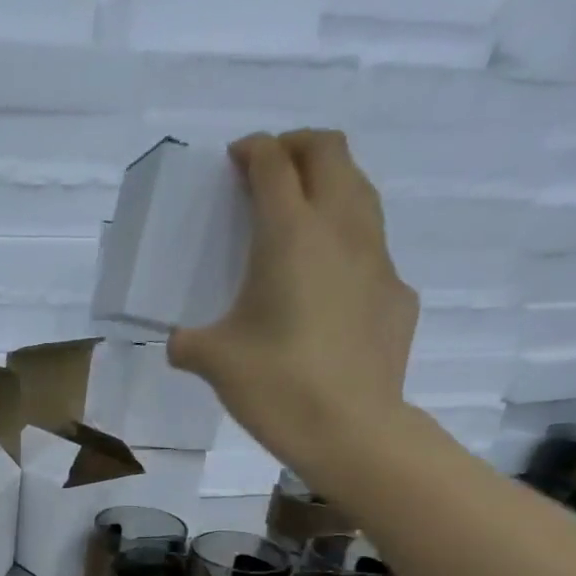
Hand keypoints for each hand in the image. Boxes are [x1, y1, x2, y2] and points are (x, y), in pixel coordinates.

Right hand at [169, 131, 418, 478]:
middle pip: (331, 152)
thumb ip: (188, 341)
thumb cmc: (276, 385)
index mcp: (290, 235)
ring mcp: (377, 258)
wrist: (351, 429)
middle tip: (270, 168)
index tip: (236, 158)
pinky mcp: (396, 291)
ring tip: (301, 213)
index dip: (253, 150)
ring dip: (330, 184)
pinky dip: (345, 243)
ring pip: (360, 191)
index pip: (273, 165)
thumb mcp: (213, 362)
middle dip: (298, 146)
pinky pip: (371, 247)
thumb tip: (179, 342)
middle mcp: (340, 229)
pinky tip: (326, 285)